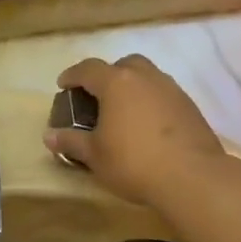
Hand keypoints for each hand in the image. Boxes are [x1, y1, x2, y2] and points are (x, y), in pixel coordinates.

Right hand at [44, 54, 225, 208]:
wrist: (191, 176)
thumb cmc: (133, 162)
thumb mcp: (94, 156)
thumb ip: (71, 142)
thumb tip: (49, 136)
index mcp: (117, 83)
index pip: (88, 69)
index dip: (72, 75)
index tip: (63, 85)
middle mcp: (145, 77)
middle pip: (123, 65)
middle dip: (107, 76)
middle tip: (98, 97)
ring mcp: (171, 89)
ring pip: (147, 77)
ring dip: (132, 88)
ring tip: (123, 112)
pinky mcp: (190, 106)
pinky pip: (163, 94)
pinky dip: (150, 102)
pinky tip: (146, 126)